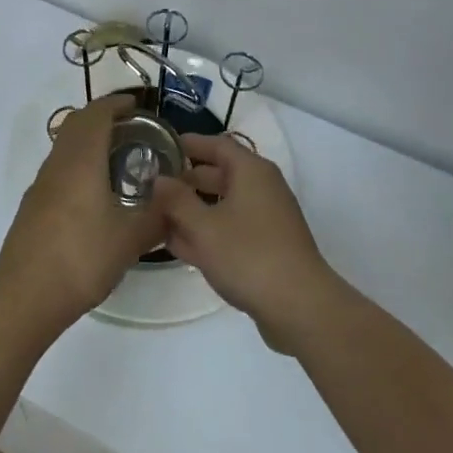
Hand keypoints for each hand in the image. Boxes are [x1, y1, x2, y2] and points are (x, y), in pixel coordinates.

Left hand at [0, 96, 166, 334]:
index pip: (95, 115)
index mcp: (81, 161)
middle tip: (131, 127)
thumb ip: (157, 214)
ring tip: (117, 157)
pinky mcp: (33, 205)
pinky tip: (94, 192)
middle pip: (76, 124)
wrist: (26, 294)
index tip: (136, 105)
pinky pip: (58, 168)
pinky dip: (78, 163)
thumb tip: (177, 198)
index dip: (115, 104)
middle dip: (102, 117)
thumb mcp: (131, 239)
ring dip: (88, 140)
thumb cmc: (82, 258)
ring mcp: (41, 185)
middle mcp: (57, 164)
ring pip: (64, 146)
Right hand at [153, 134, 341, 352]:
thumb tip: (159, 179)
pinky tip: (179, 246)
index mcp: (251, 172)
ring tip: (158, 216)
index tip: (160, 147)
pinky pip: (230, 229)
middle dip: (186, 180)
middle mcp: (262, 189)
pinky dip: (207, 232)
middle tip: (152, 185)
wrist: (300, 308)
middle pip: (219, 174)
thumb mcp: (203, 227)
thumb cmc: (248, 256)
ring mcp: (266, 220)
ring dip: (193, 210)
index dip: (189, 144)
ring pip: (223, 205)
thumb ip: (176, 200)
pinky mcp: (267, 248)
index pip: (216, 144)